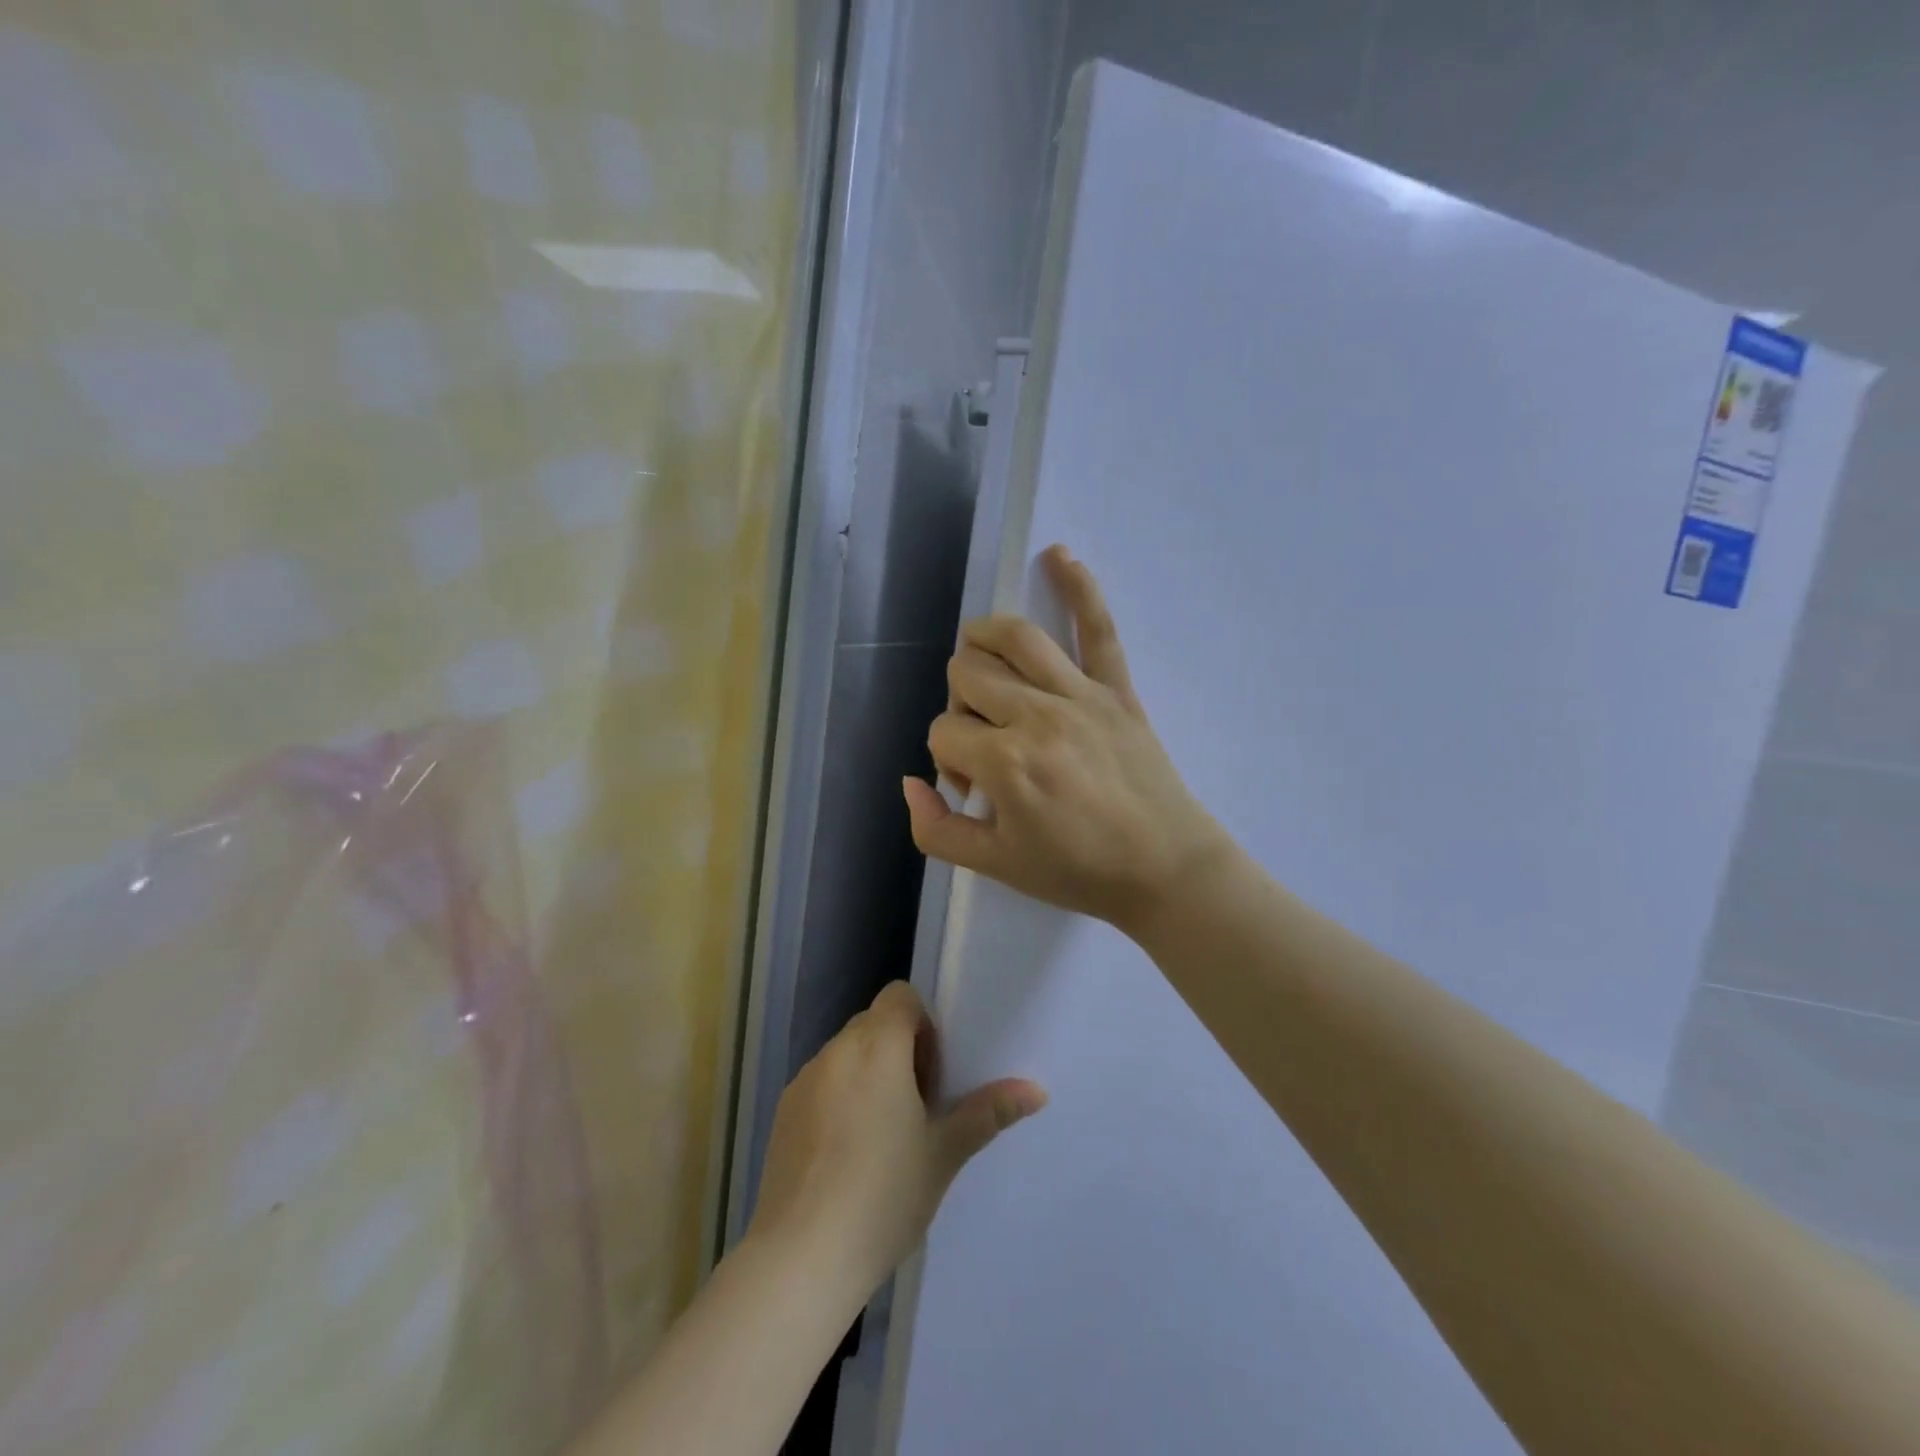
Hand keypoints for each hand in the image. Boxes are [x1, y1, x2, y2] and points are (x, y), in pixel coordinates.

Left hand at [748, 981, 1046, 1294]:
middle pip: (874, 1023)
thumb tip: (1037, 1091)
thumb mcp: (944, 1153)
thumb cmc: (884, 1196)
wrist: (801, 1258)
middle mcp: (836, 1051)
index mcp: (877, 1047)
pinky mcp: (783, 1111)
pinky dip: (839, 1098)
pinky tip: (846, 1155)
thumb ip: (987, 1112)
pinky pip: (821, 1083)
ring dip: (868, 1074)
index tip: (933, 1074)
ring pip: (846, 1055)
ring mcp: (804, 1081)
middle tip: (917, 1106)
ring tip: (883, 1135)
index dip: (923, 1024)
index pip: (900, 996)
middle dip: (899, 1050)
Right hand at [904, 545, 1229, 933]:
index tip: (973, 787)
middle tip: (986, 742)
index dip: (947, 758)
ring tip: (981, 656)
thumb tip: (911, 782)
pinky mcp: (1117, 689)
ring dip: (984, 639)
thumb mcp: (994, 867)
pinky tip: (1058, 557)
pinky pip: (1098, 628)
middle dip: (961, 705)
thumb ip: (935, 830)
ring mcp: (1080, 695)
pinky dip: (1079, 587)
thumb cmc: (1079, 871)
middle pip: (968, 675)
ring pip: (1015, 638)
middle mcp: (1036, 715)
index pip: (943, 730)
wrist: (1166, 869)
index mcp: (1005, 762)